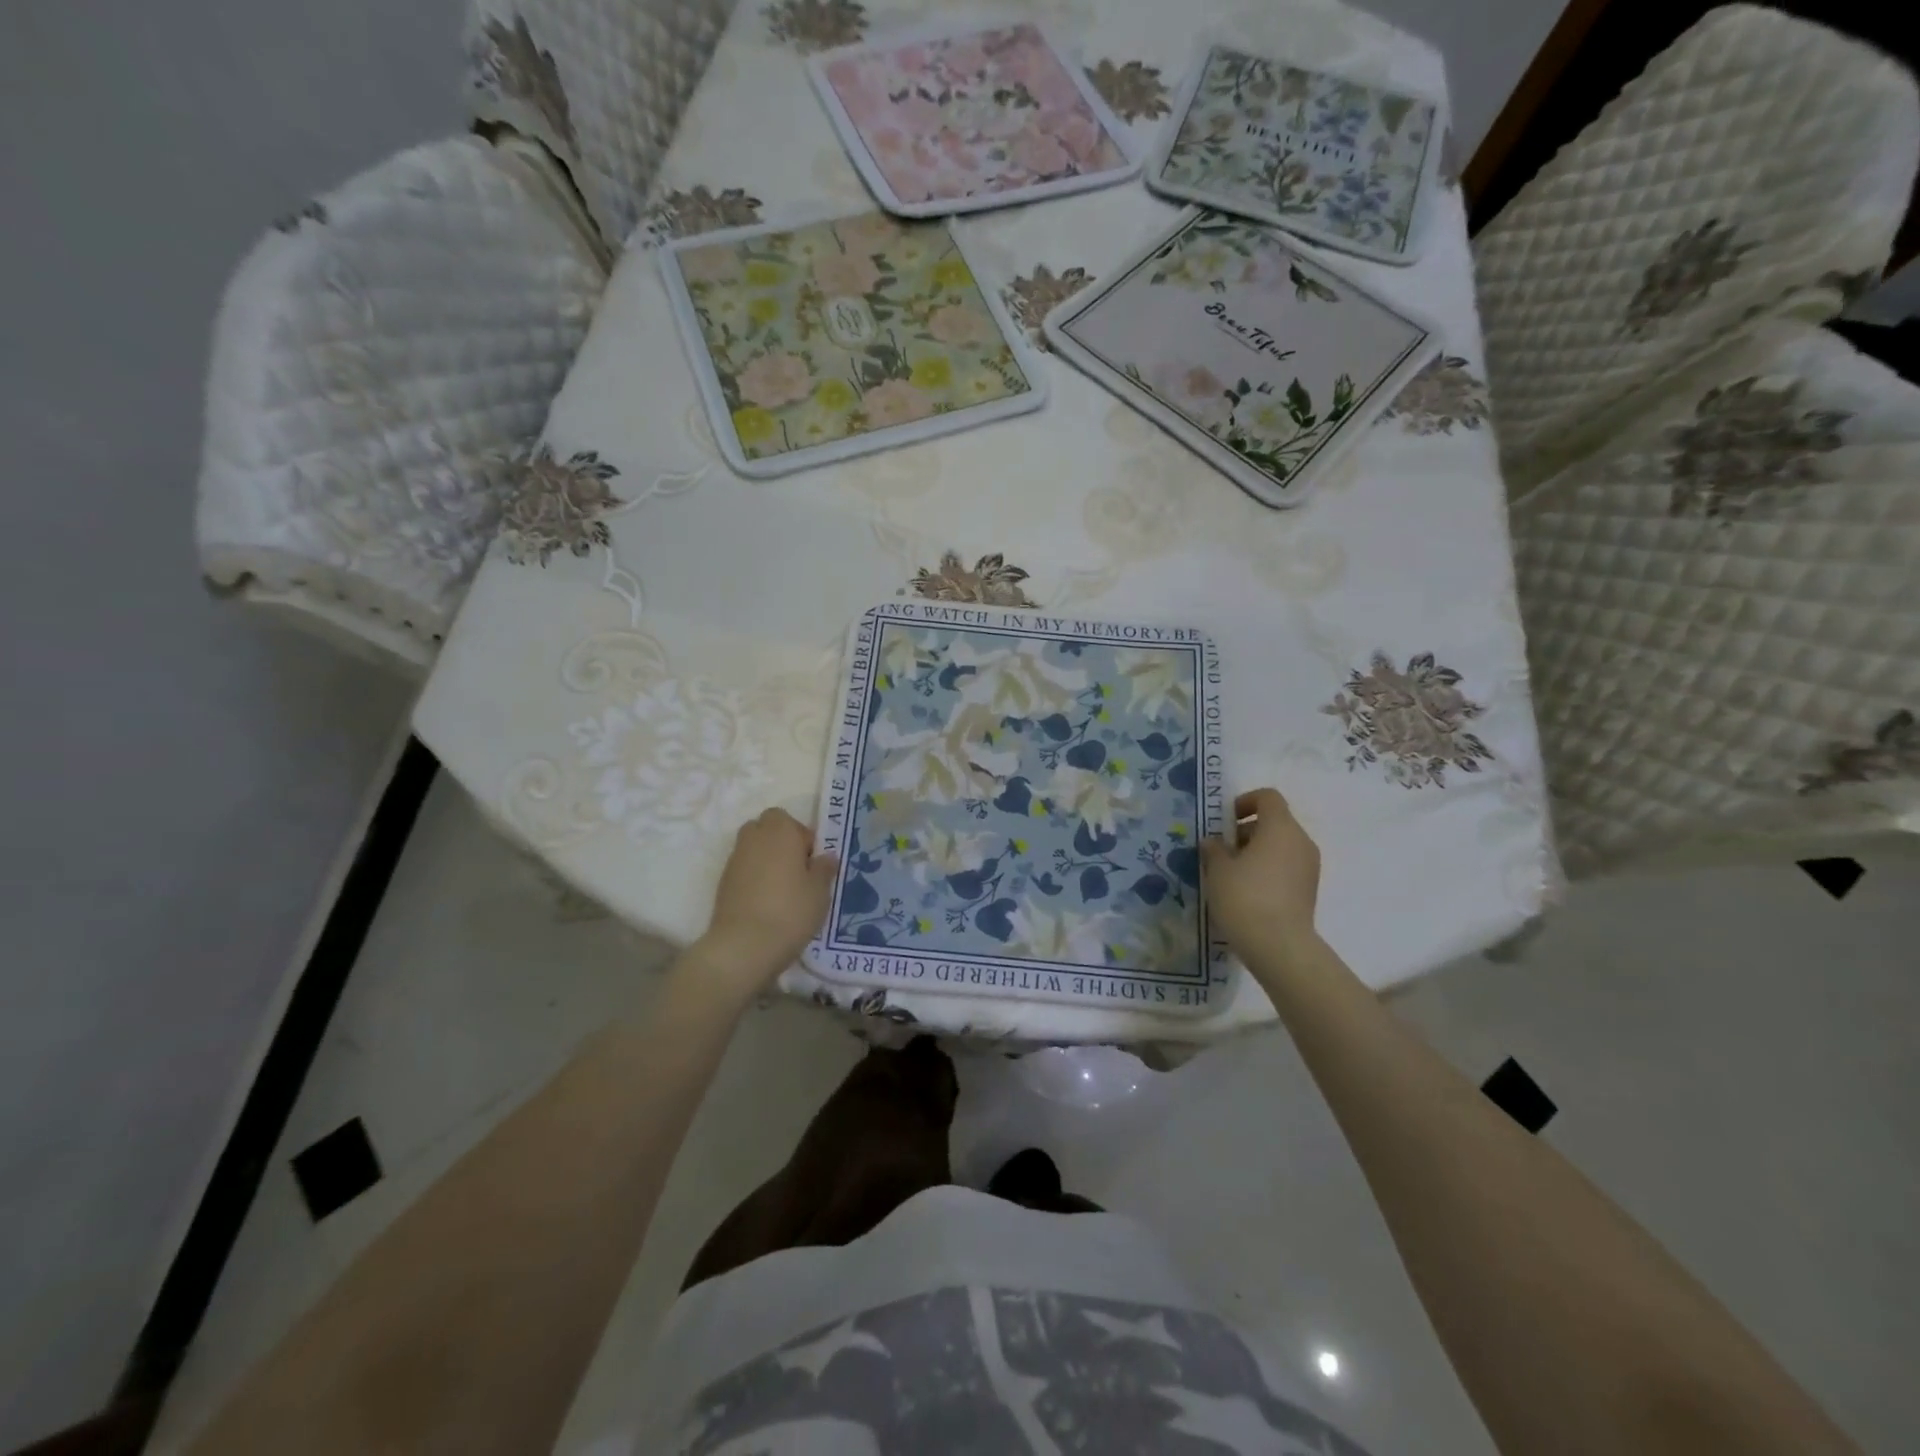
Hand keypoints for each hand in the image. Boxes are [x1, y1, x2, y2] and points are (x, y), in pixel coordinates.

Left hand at [693, 808, 836, 994]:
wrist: (743, 946)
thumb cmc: (790, 911)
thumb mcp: (820, 891)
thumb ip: (824, 869)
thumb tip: (826, 856)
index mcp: (780, 832)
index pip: (790, 820)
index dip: (802, 838)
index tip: (812, 863)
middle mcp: (754, 838)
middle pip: (767, 829)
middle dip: (781, 843)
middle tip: (797, 871)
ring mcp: (734, 860)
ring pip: (753, 849)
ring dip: (766, 860)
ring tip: (782, 889)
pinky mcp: (723, 883)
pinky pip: (743, 869)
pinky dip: (753, 878)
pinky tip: (766, 903)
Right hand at [1200, 788, 1321, 959]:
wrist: (1279, 946)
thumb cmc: (1244, 897)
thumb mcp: (1218, 870)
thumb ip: (1214, 849)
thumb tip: (1213, 842)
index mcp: (1280, 827)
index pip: (1268, 797)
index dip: (1245, 802)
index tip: (1225, 821)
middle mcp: (1300, 841)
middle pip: (1275, 822)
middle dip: (1247, 831)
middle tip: (1222, 850)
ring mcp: (1309, 867)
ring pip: (1281, 846)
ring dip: (1257, 852)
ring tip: (1231, 874)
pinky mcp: (1309, 890)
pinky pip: (1286, 867)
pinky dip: (1268, 870)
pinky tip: (1247, 892)